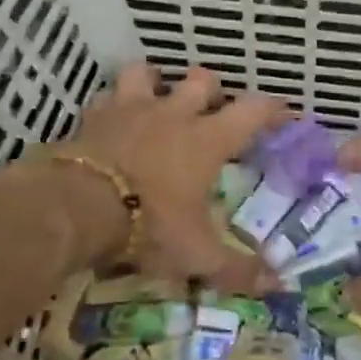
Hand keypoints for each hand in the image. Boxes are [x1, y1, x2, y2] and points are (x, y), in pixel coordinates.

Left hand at [47, 63, 288, 292]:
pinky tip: (112, 120)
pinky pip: (106, 97)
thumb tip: (277, 285)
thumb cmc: (148, 225)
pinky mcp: (94, 117)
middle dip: (211, 91)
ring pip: (147, 74)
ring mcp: (131, 110)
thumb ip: (237, 268)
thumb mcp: (197, 254)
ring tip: (157, 101)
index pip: (252, 111)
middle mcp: (173, 114)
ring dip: (156, 83)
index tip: (284, 114)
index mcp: (207, 140)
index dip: (272, 109)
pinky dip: (113, 105)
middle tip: (211, 112)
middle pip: (202, 80)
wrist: (76, 208)